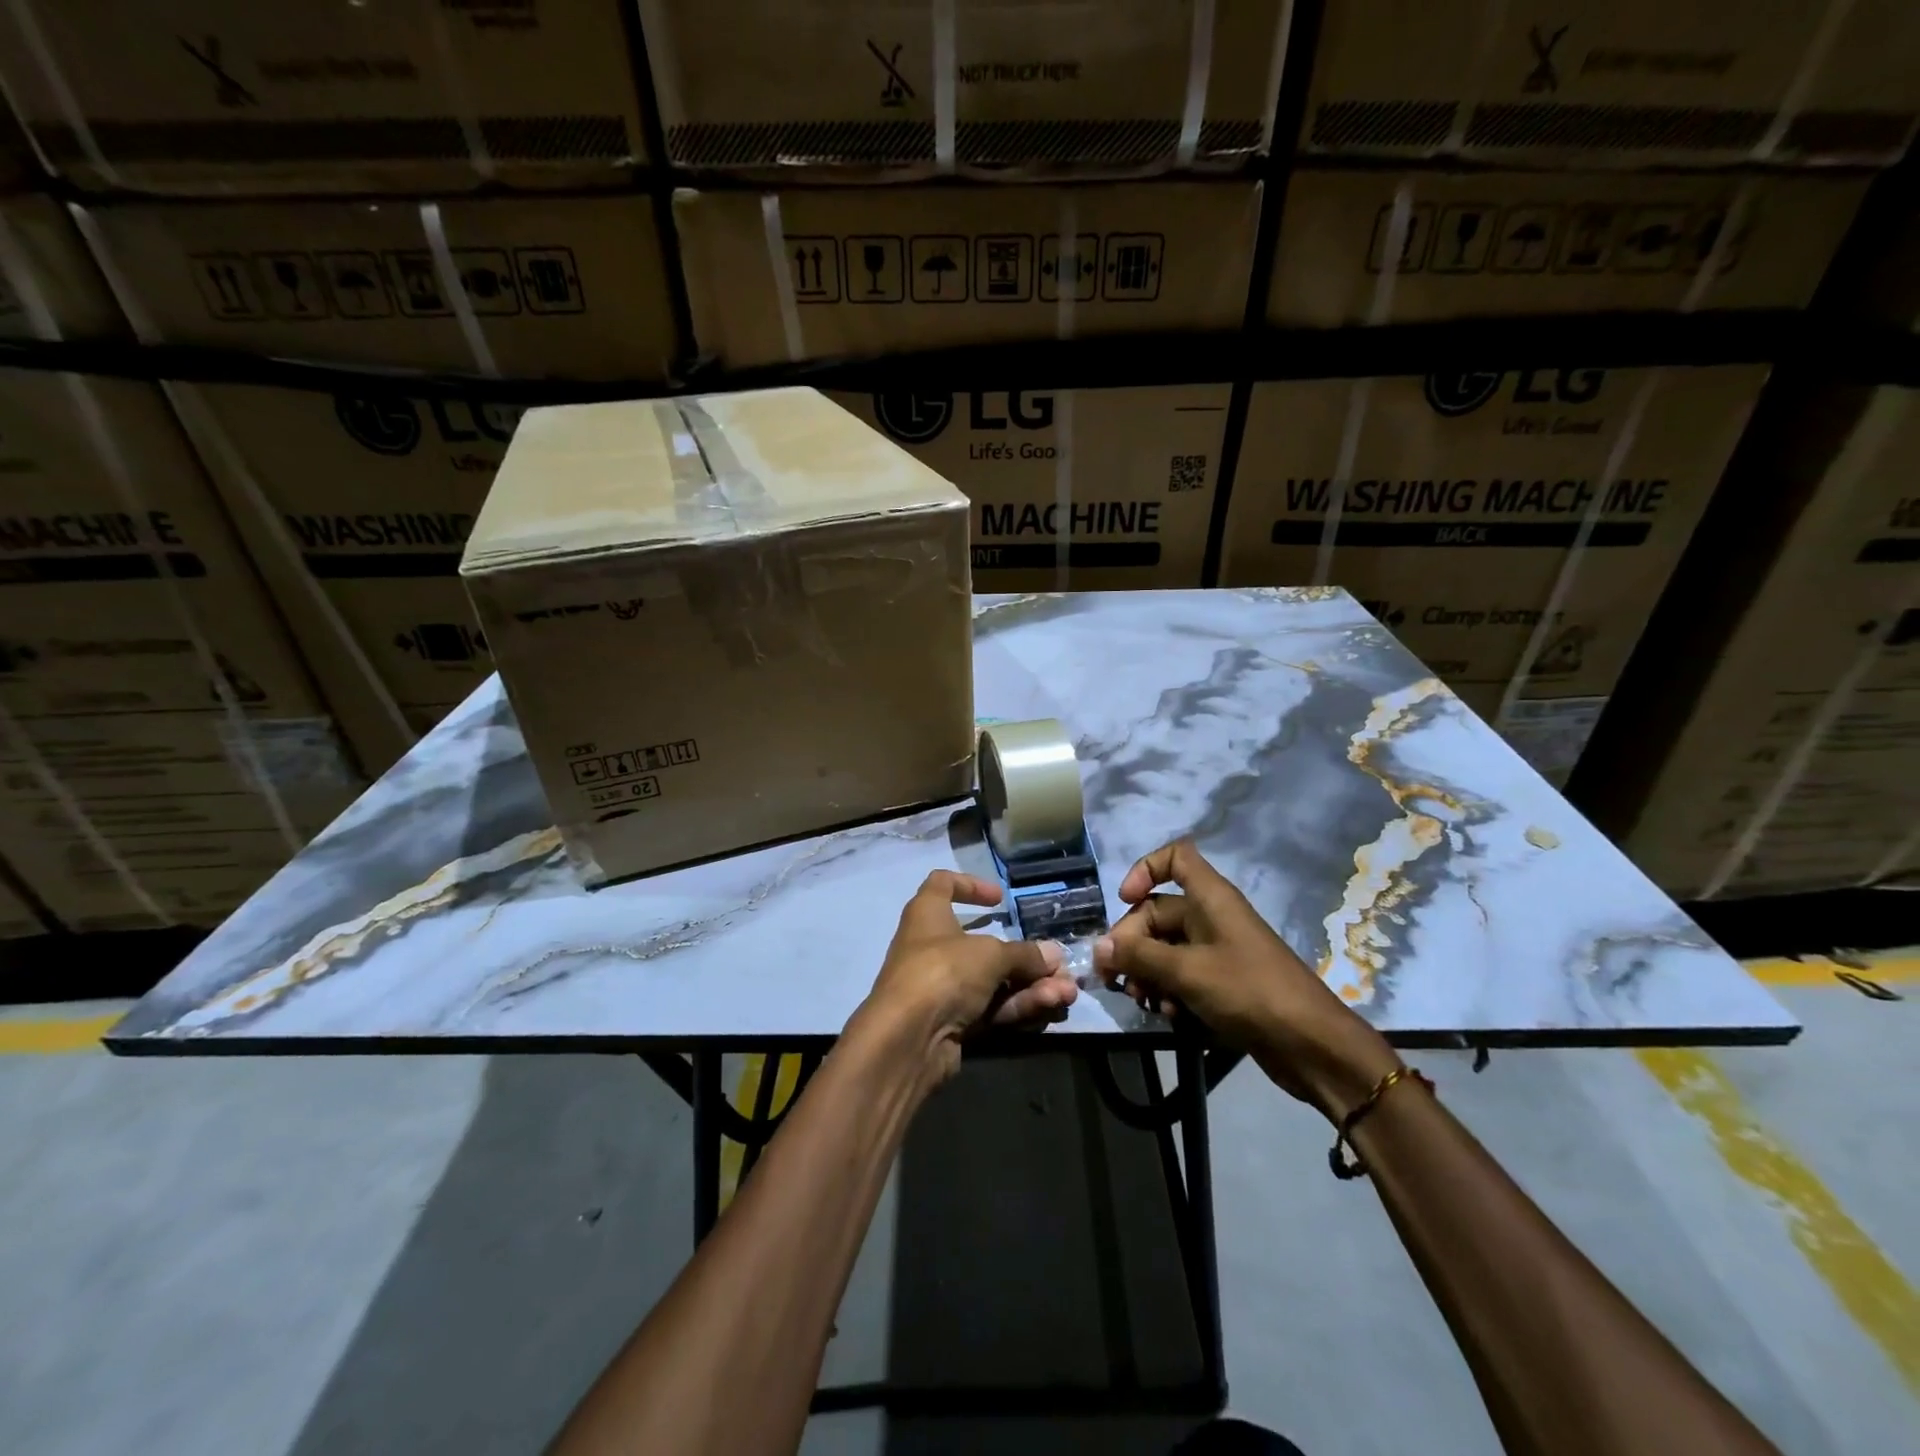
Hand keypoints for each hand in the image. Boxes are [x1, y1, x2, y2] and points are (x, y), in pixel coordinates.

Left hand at [858, 870, 1079, 1084]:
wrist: (907, 1039)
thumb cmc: (943, 971)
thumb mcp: (990, 954)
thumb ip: (1024, 955)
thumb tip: (1053, 955)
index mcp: (928, 914)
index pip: (942, 884)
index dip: (970, 885)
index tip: (1001, 899)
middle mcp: (932, 947)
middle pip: (984, 945)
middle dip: (1026, 957)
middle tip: (1060, 967)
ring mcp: (943, 987)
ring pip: (994, 981)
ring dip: (1032, 985)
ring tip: (1067, 992)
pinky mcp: (952, 1021)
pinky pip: (991, 1007)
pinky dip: (1019, 1005)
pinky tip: (1050, 1006)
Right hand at [1092, 840, 1400, 1119]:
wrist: (1311, 1045)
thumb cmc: (1249, 991)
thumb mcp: (1187, 971)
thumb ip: (1139, 956)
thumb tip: (1099, 946)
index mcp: (1210, 898)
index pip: (1175, 858)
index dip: (1145, 869)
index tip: (1124, 899)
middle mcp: (1212, 917)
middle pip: (1158, 912)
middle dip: (1132, 942)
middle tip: (1114, 976)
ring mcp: (1218, 951)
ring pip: (1166, 948)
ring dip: (1146, 972)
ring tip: (1140, 1001)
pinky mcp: (1223, 983)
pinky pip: (1182, 976)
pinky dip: (1169, 991)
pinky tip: (1167, 1015)